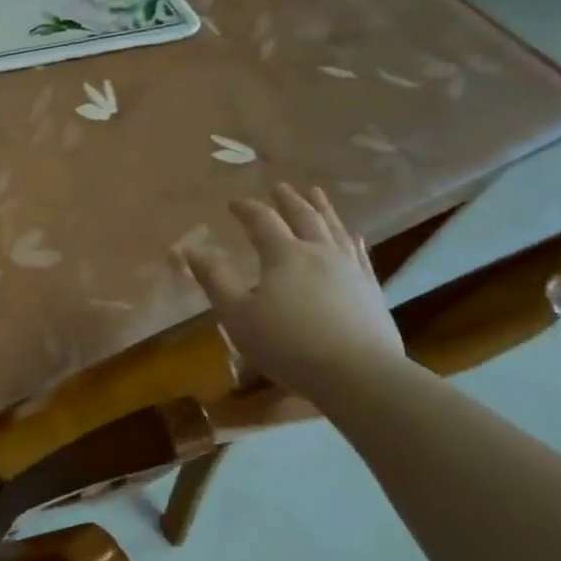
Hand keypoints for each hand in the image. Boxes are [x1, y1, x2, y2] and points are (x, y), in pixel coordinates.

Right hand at [179, 184, 404, 399]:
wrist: (358, 374)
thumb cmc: (288, 345)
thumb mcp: (237, 315)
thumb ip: (214, 279)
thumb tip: (190, 248)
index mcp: (284, 255)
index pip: (262, 221)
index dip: (246, 209)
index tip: (233, 202)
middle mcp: (319, 252)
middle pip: (303, 216)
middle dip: (288, 200)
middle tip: (280, 186)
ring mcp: (350, 269)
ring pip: (334, 229)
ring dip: (322, 209)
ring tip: (316, 194)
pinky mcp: (370, 289)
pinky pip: (360, 253)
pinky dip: (351, 239)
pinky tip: (353, 236)